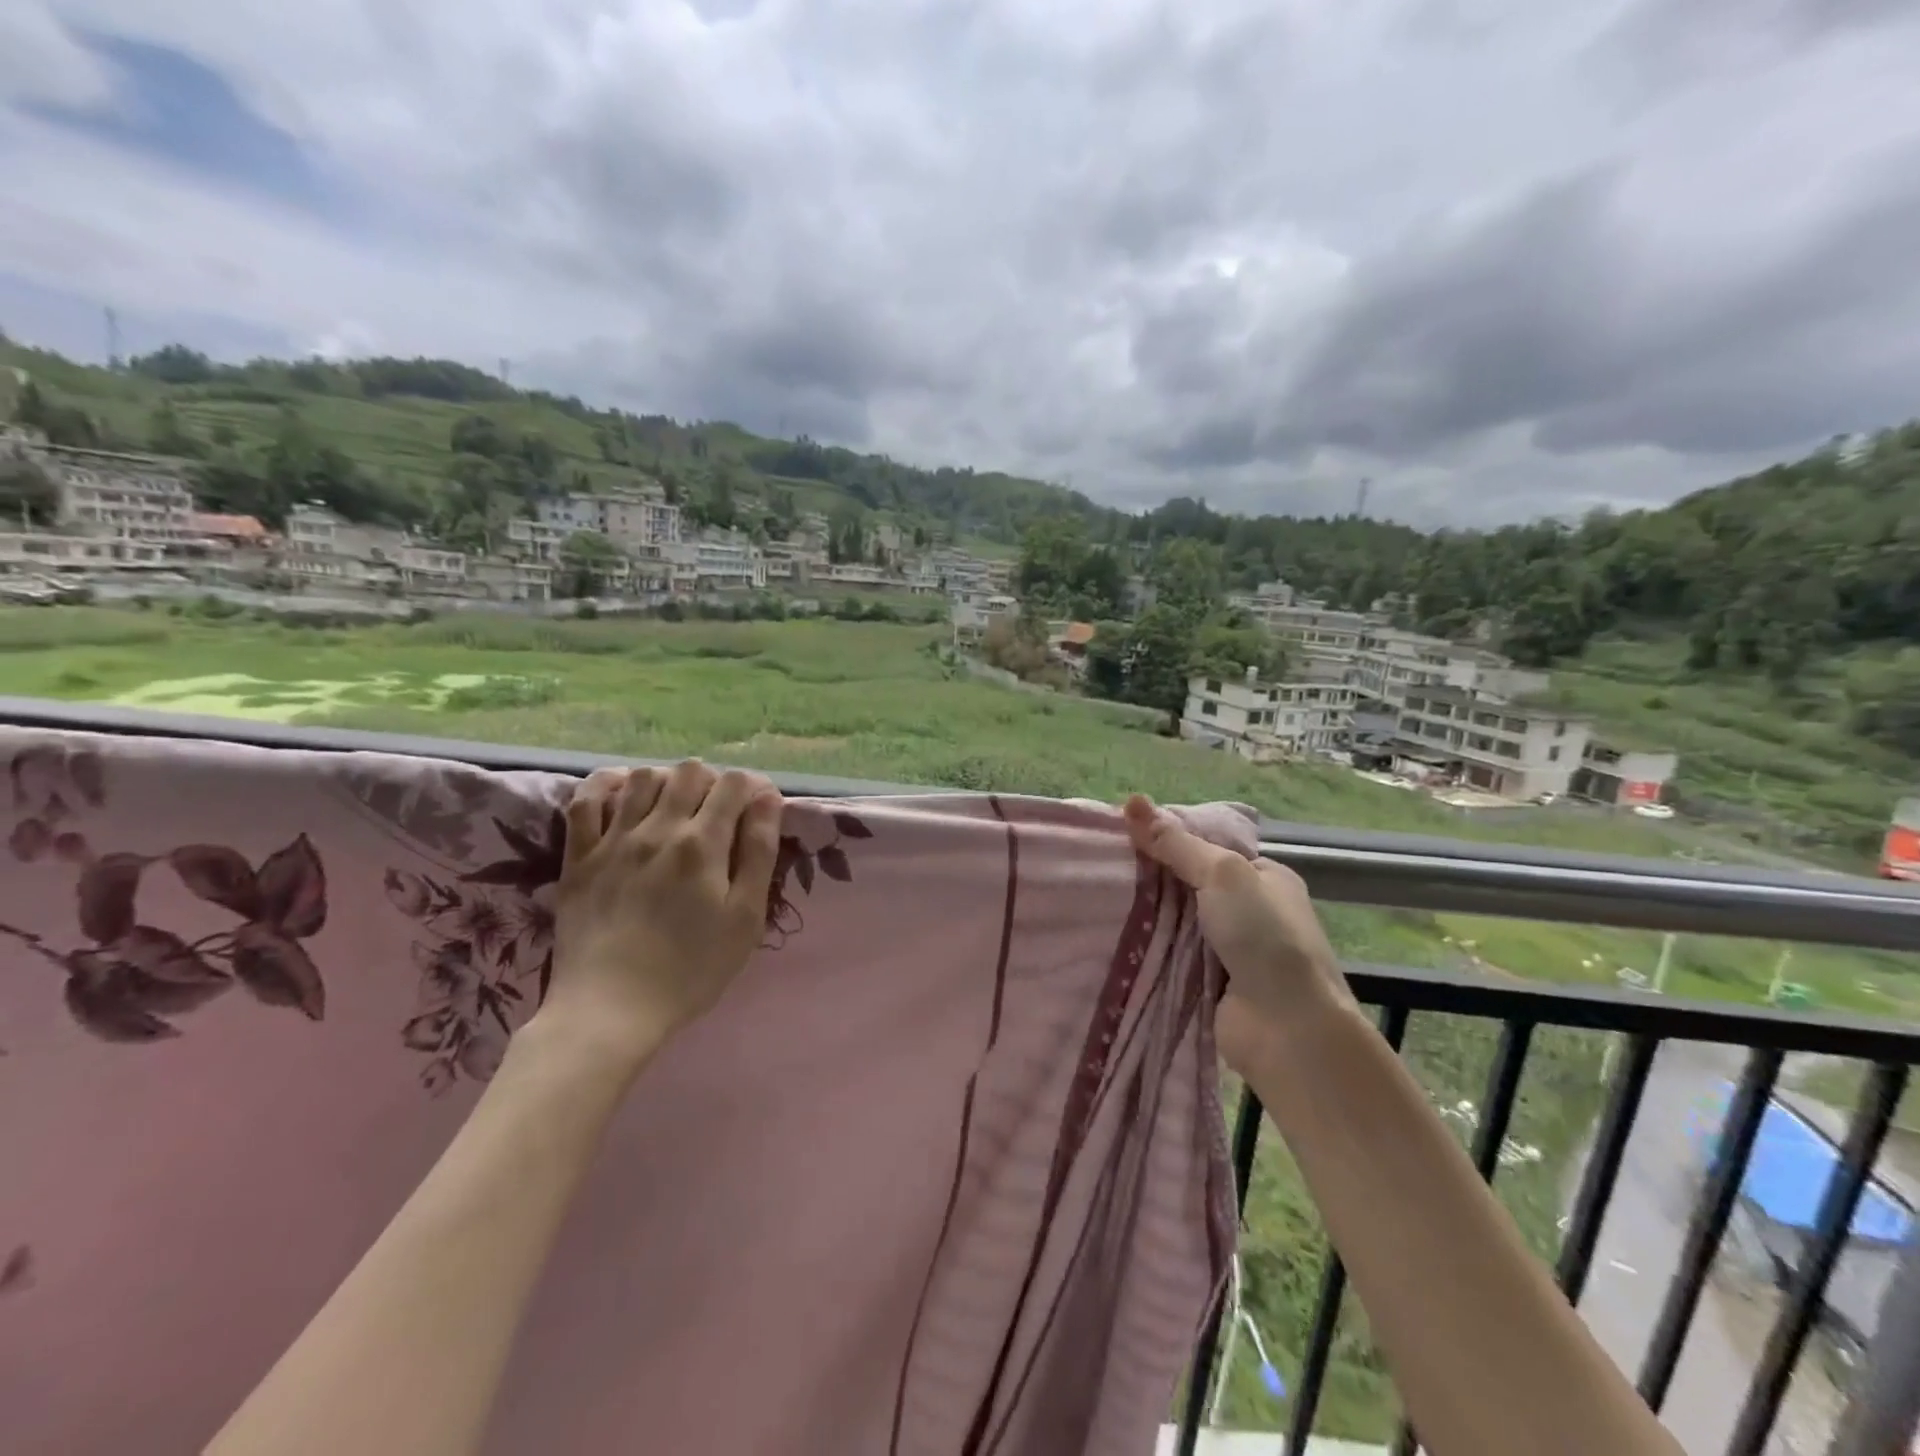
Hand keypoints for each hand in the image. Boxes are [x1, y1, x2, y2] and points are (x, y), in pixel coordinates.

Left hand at [532, 761, 782, 1076]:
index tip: (759, 809)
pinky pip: (585, 800)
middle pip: (690, 771)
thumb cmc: (691, 970)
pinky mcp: (578, 856)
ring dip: (668, 780)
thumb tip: (768, 800)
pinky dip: (607, 785)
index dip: (753, 787)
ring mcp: (613, 840)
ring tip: (676, 807)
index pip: (734, 784)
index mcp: (703, 845)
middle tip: (720, 813)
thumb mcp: (746, 919)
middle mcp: (658, 829)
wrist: (610, 1010)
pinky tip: (623, 794)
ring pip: (643, 776)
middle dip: (714, 782)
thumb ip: (760, 853)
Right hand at [1123, 795, 1355, 1069]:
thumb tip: (1132, 801)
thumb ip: (1176, 843)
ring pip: (1178, 923)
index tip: (1124, 836)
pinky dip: (1150, 949)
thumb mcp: (1222, 874)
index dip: (1169, 840)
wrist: (1288, 1029)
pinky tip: (1111, 936)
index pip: (1209, 849)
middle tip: (1101, 867)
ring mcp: (1233, 951)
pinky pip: (1172, 956)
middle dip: (1153, 880)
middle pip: (1190, 885)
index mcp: (1266, 877)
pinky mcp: (1211, 984)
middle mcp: (1252, 911)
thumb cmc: (1264, 938)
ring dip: (1147, 917)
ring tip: (1094, 897)